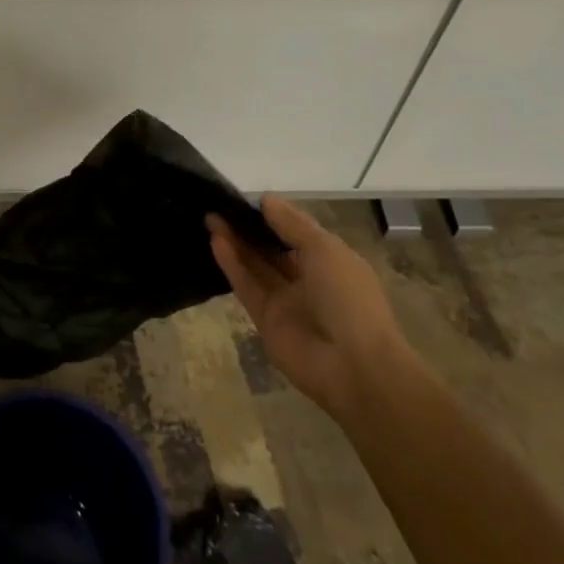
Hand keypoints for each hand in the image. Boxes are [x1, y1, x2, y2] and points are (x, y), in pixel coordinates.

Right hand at [209, 195, 407, 416]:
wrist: (354, 365)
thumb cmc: (347, 296)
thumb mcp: (324, 249)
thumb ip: (291, 224)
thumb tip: (266, 199)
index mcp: (329, 260)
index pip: (296, 232)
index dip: (272, 215)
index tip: (245, 198)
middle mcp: (307, 278)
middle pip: (271, 248)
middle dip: (248, 227)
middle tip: (219, 206)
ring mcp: (285, 301)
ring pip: (255, 265)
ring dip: (235, 242)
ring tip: (210, 217)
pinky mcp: (265, 320)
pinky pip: (246, 286)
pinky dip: (231, 264)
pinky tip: (215, 241)